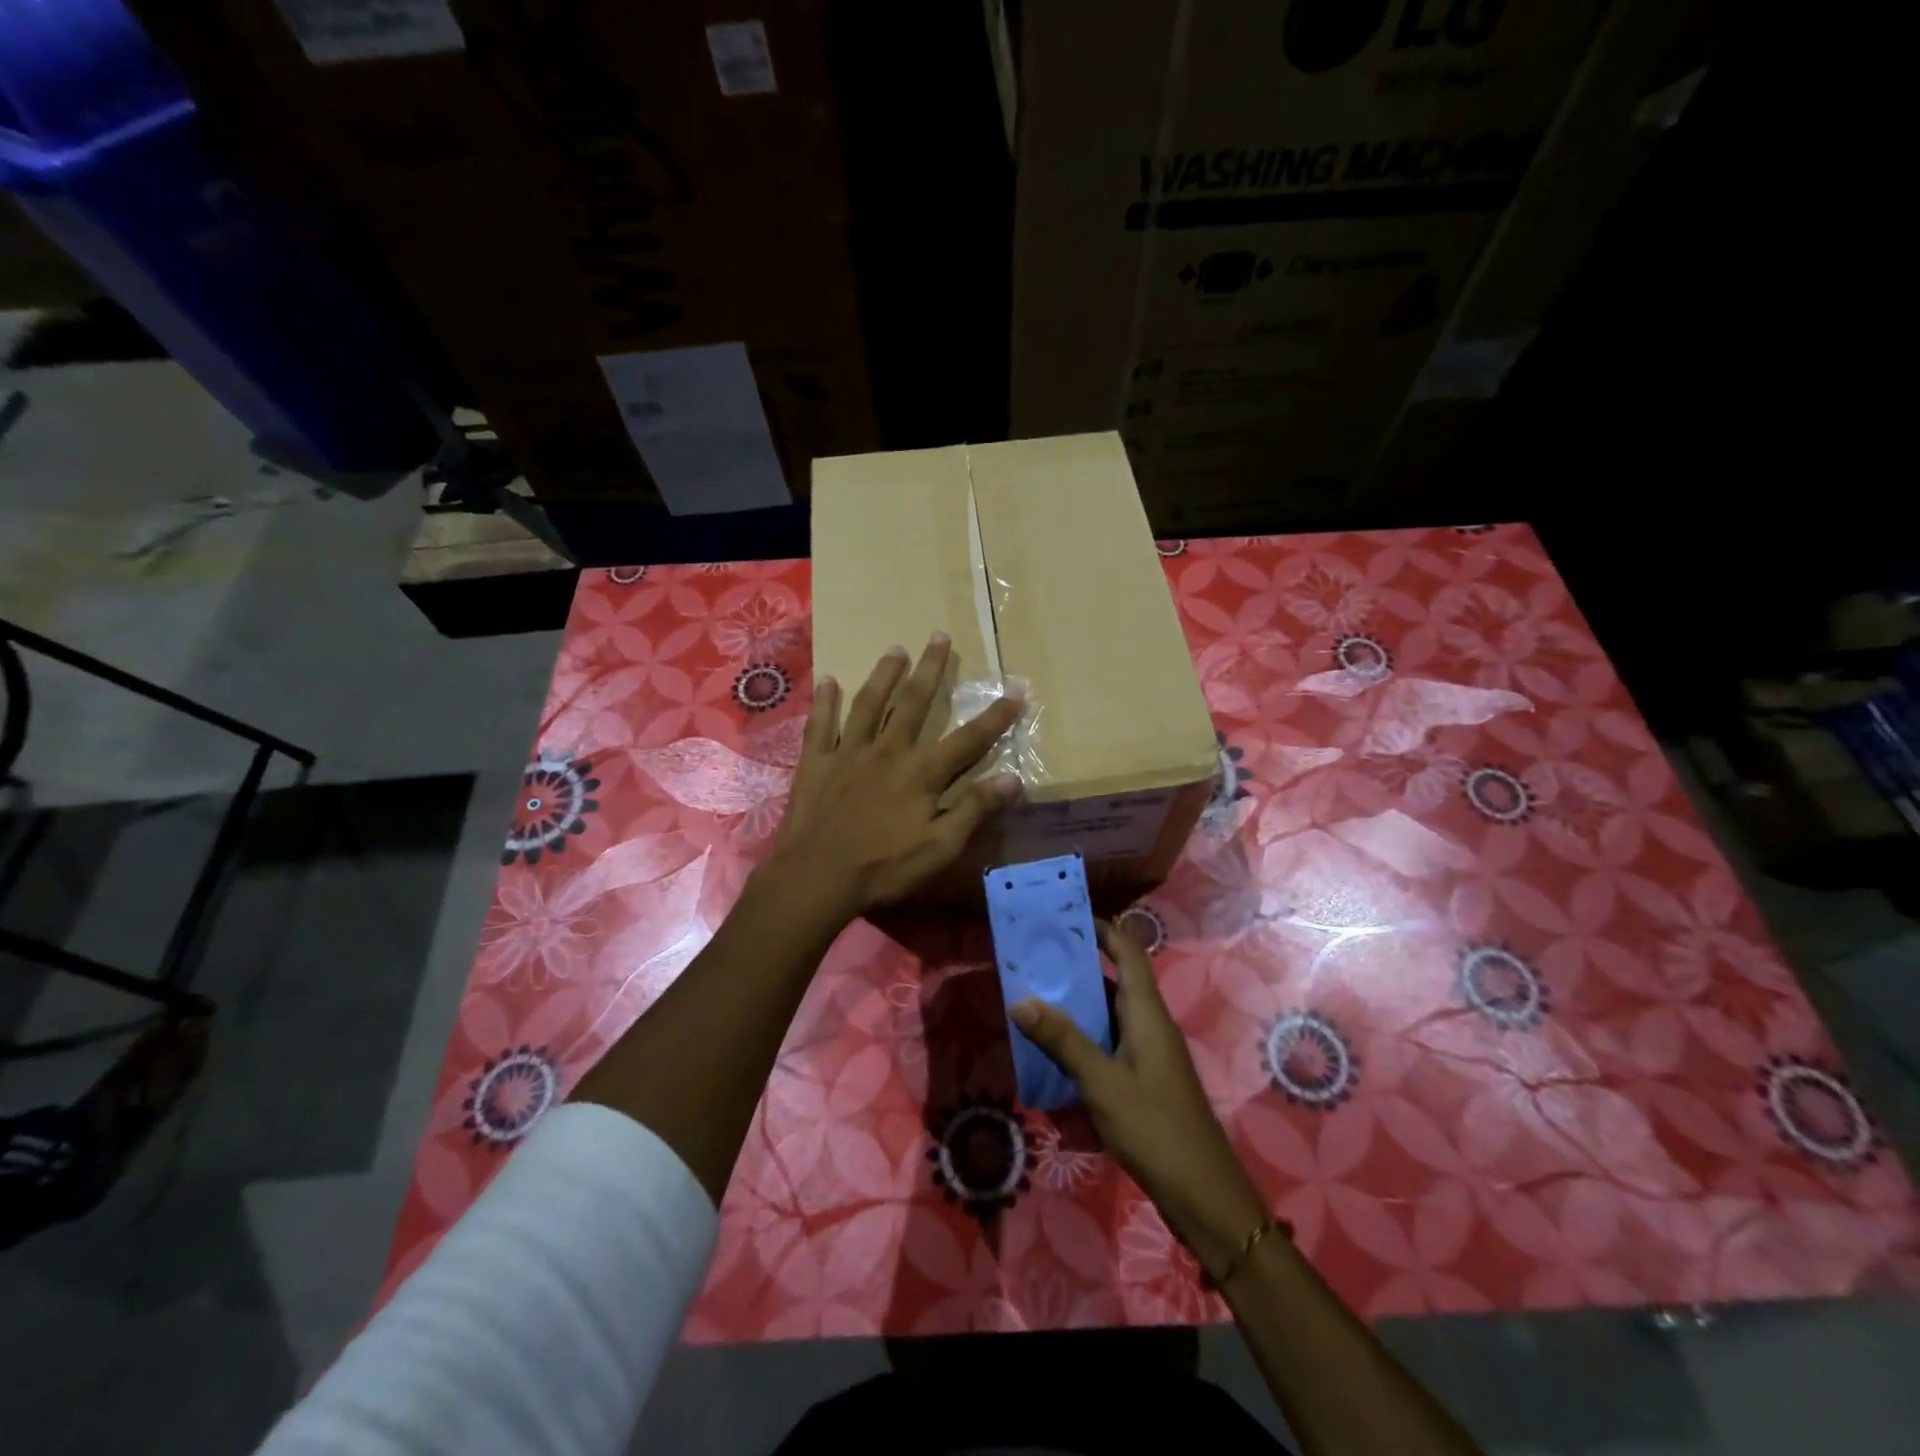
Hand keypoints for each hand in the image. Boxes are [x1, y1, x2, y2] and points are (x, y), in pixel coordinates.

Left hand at [768, 634, 1023, 922]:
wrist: (818, 877)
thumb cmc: (884, 868)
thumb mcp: (940, 847)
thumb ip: (975, 810)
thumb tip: (1014, 779)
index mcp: (922, 773)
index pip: (968, 739)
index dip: (995, 717)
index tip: (1016, 691)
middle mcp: (888, 751)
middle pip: (913, 703)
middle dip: (930, 669)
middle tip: (939, 637)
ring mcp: (849, 753)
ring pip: (869, 703)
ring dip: (884, 674)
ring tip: (895, 649)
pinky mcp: (817, 762)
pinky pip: (821, 724)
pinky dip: (825, 701)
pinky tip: (828, 680)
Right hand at [1011, 922, 1268, 1279]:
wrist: (1202, 1193)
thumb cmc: (1154, 1128)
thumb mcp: (1102, 1082)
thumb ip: (1063, 1040)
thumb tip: (1021, 1000)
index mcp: (1147, 1013)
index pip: (1129, 952)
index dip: (1103, 929)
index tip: (1066, 917)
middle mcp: (1151, 1024)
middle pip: (1116, 979)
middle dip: (1078, 966)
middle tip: (1036, 957)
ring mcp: (1151, 1053)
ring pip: (1111, 1013)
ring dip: (1078, 1003)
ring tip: (1036, 996)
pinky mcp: (1146, 1078)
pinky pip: (1112, 1041)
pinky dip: (1085, 1036)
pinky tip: (1056, 1048)